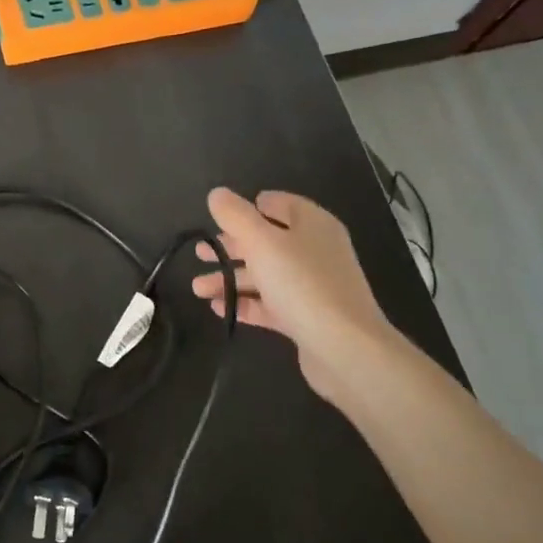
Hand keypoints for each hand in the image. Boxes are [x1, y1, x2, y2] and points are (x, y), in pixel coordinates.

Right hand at [190, 187, 397, 394]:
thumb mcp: (261, 242)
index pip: (279, 204)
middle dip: (231, 247)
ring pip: (264, 275)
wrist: (344, 348)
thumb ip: (235, 216)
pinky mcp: (306, 316)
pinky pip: (269, 304)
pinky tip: (218, 308)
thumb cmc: (302, 284)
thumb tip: (217, 194)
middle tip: (200, 253)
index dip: (249, 207)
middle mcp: (314, 251)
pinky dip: (245, 303)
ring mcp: (311, 285)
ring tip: (198, 288)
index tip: (219, 218)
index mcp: (311, 225)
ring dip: (230, 279)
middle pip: (267, 241)